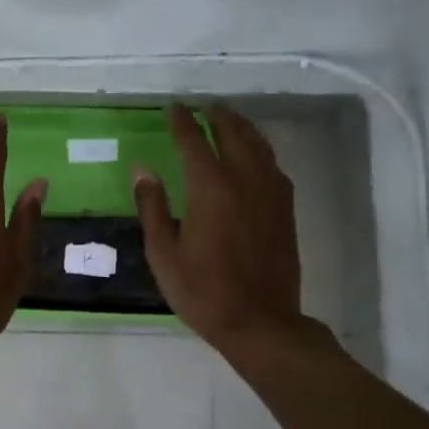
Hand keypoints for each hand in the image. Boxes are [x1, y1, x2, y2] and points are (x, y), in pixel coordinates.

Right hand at [133, 103, 308, 353]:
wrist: (259, 321)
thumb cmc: (202, 291)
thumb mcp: (164, 253)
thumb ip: (153, 207)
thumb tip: (142, 170)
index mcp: (210, 189)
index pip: (194, 142)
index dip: (183, 122)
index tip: (174, 108)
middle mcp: (244, 181)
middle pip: (234, 135)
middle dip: (218, 117)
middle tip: (205, 107)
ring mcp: (270, 194)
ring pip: (259, 147)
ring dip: (243, 129)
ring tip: (230, 121)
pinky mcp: (285, 210)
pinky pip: (274, 167)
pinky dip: (261, 152)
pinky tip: (256, 157)